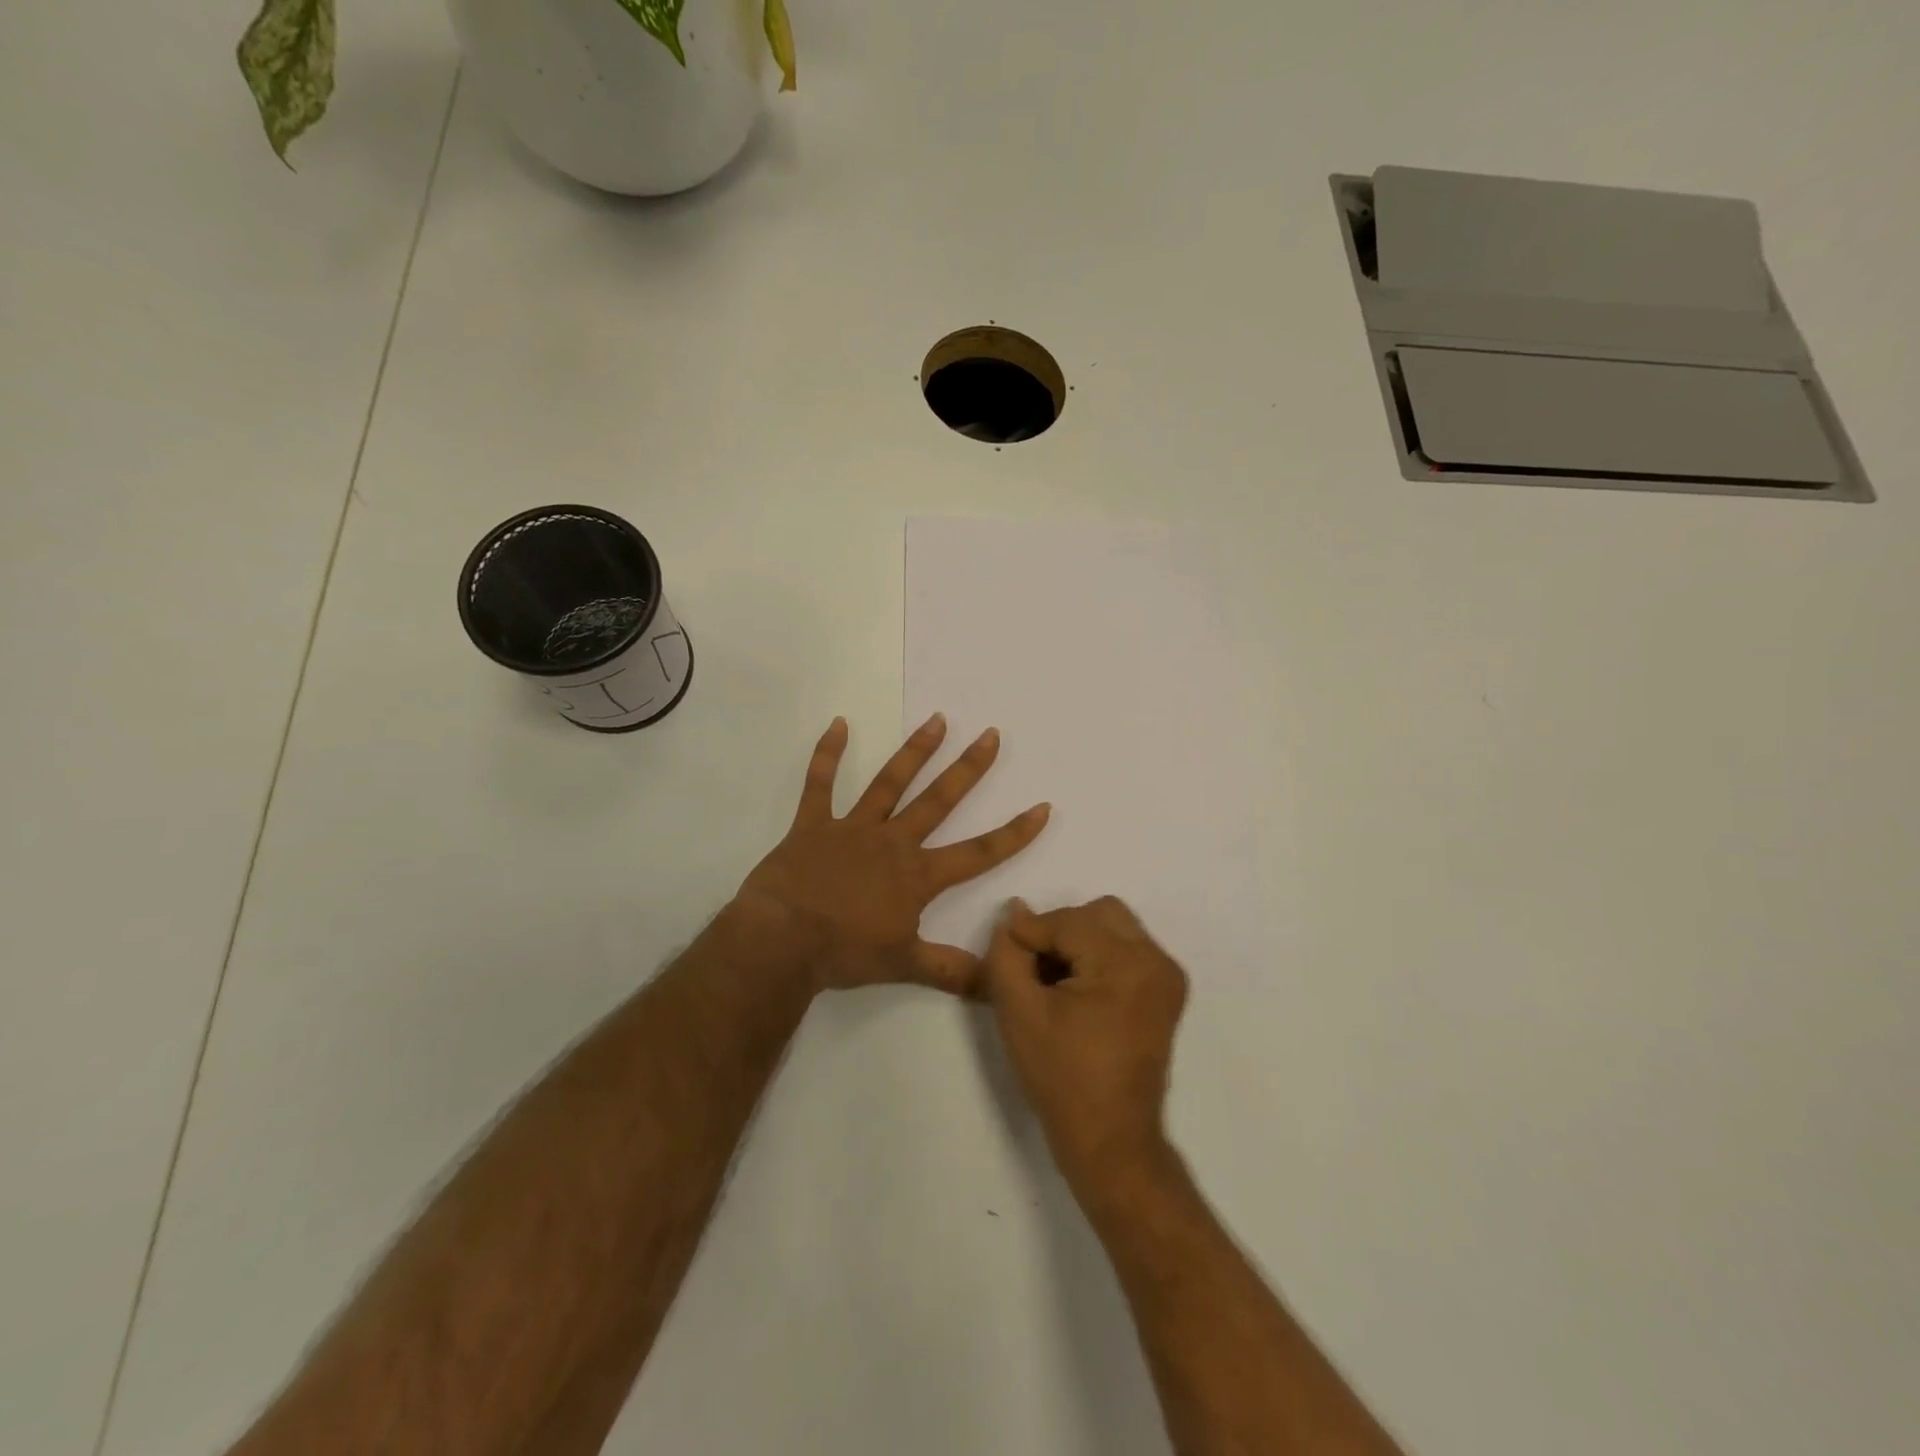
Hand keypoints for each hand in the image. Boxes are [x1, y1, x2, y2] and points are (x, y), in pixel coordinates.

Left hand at [736, 715, 1050, 995]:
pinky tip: (838, 723)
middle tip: (991, 735)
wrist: (782, 940)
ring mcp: (852, 828)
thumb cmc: (845, 952)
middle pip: (938, 800)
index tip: (1041, 807)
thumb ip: (952, 971)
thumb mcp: (905, 965)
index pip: (978, 853)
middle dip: (968, 769)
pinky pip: (820, 784)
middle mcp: (892, 842)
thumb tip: (997, 987)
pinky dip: (828, 754)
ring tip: (937, 720)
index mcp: (917, 875)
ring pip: (889, 783)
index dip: (1013, 833)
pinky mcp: (813, 824)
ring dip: (915, 751)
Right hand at [982, 896, 1188, 1190]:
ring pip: (1113, 927)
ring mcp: (1167, 976)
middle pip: (1097, 914)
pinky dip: (1098, 957)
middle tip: (1034, 969)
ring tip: (1054, 981)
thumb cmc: (1062, 1077)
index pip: (1067, 921)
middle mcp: (1156, 960)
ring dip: (1079, 942)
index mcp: (1126, 963)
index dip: (1029, 933)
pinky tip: (1076, 992)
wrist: (1111, 1140)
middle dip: (1059, 931)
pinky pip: (1127, 950)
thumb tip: (1014, 914)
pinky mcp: (1166, 993)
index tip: (1006, 955)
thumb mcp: (1019, 1011)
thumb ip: (1007, 954)